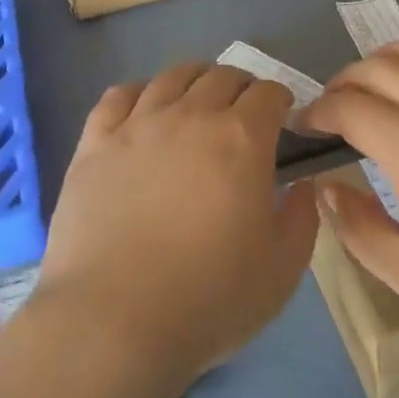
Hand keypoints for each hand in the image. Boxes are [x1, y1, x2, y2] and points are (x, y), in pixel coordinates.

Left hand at [34, 64, 319, 384]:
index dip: (280, 100)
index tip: (282, 117)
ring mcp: (138, 123)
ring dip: (195, 81)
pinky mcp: (96, 141)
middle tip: (243, 113)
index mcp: (241, 139)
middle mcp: (191, 115)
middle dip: (241, 88)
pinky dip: (138, 92)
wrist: (113, 321)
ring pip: (172, 76)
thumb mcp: (281, 271)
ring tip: (197, 101)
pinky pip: (119, 95)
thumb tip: (303, 184)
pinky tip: (143, 109)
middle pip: (222, 76)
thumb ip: (302, 218)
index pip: (269, 93)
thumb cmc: (208, 300)